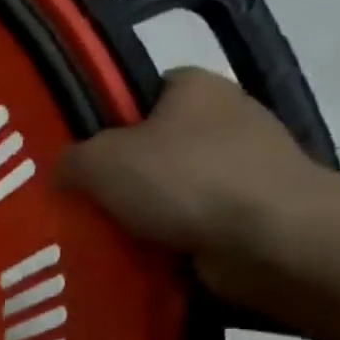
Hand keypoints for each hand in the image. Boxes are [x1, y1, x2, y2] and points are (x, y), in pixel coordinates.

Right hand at [58, 68, 336, 300]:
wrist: (276, 239)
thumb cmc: (184, 181)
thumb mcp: (99, 161)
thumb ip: (69, 159)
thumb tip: (64, 172)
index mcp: (194, 85)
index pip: (138, 93)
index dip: (105, 121)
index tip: (80, 155)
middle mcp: (227, 115)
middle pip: (154, 144)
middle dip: (122, 174)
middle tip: (83, 200)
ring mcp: (249, 164)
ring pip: (174, 187)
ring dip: (145, 211)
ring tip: (107, 234)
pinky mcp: (258, 209)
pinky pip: (197, 220)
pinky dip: (172, 236)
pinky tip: (144, 254)